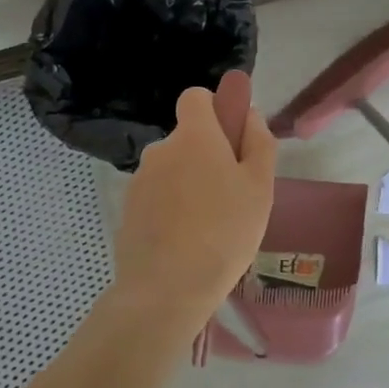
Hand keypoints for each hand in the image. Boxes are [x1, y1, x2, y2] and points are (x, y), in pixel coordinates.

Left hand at [112, 73, 275, 335]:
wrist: (166, 290)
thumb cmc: (225, 232)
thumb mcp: (260, 186)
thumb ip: (258, 142)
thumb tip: (249, 114)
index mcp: (193, 136)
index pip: (195, 97)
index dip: (214, 109)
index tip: (231, 138)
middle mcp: (160, 149)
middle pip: (187, 139)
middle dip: (207, 156)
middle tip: (232, 196)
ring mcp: (139, 182)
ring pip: (172, 170)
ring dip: (189, 185)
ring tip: (210, 227)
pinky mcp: (128, 212)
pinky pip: (157, 198)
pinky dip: (171, 209)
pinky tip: (186, 243)